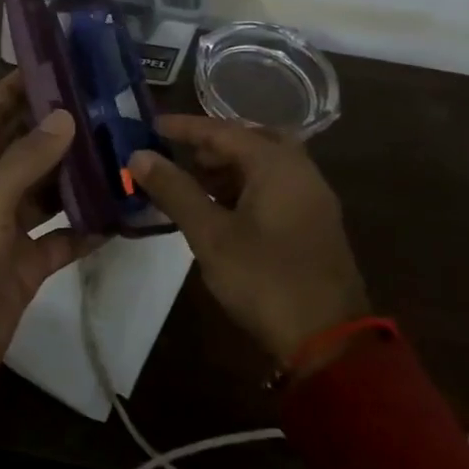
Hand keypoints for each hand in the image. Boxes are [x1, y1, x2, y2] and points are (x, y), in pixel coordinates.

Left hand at [0, 73, 95, 436]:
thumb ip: (26, 160)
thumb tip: (65, 115)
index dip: (22, 85)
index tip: (64, 61)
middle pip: (27, 148)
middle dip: (63, 128)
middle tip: (113, 105)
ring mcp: (5, 228)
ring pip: (48, 191)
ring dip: (81, 175)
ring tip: (127, 150)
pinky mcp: (25, 265)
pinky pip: (62, 237)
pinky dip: (88, 227)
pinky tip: (124, 212)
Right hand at [128, 116, 368, 366]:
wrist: (329, 343)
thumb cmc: (265, 279)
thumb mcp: (210, 235)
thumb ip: (175, 190)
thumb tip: (139, 156)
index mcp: (277, 165)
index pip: (223, 131)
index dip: (185, 128)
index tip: (152, 126)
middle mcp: (300, 171)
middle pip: (251, 140)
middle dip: (213, 145)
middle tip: (182, 156)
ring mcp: (312, 199)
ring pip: (265, 165)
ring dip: (229, 167)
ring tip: (194, 184)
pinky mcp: (314, 224)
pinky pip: (275, 187)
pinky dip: (246, 186)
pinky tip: (222, 211)